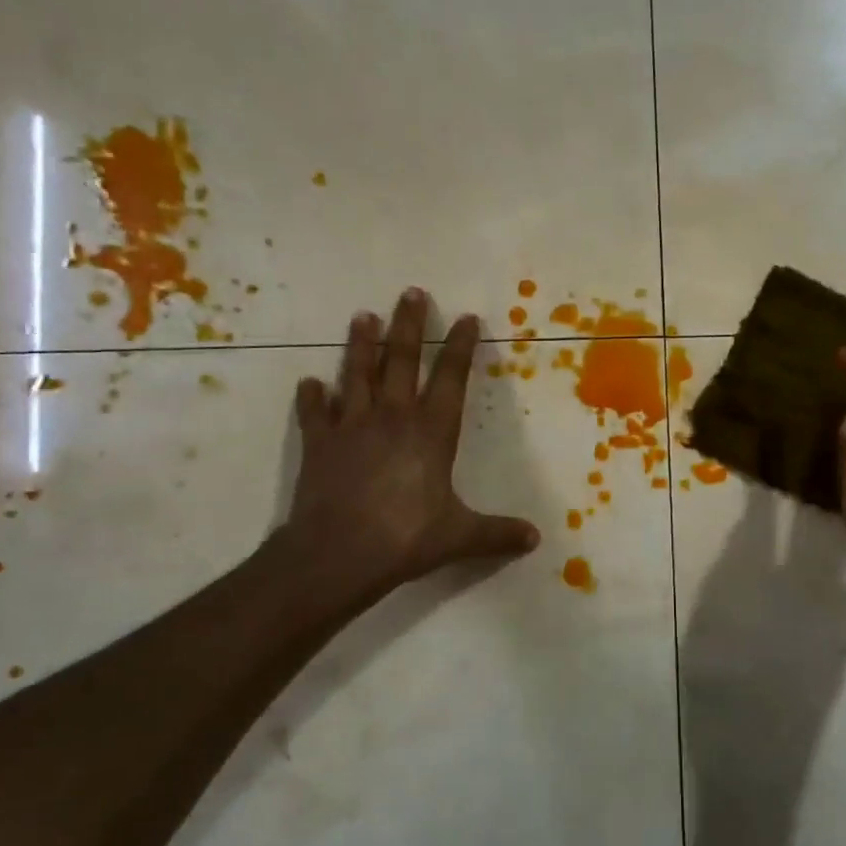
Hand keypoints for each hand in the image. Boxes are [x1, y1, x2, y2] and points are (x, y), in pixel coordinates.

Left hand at [279, 288, 539, 596]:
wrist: (338, 553)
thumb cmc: (406, 538)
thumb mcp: (461, 537)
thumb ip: (498, 534)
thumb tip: (536, 539)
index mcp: (432, 432)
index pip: (451, 379)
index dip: (461, 347)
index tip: (467, 318)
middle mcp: (393, 418)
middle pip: (402, 361)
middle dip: (409, 325)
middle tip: (411, 292)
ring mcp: (352, 427)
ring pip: (357, 374)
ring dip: (361, 345)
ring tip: (363, 317)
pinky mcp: (319, 444)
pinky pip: (314, 413)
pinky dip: (312, 397)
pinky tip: (310, 383)